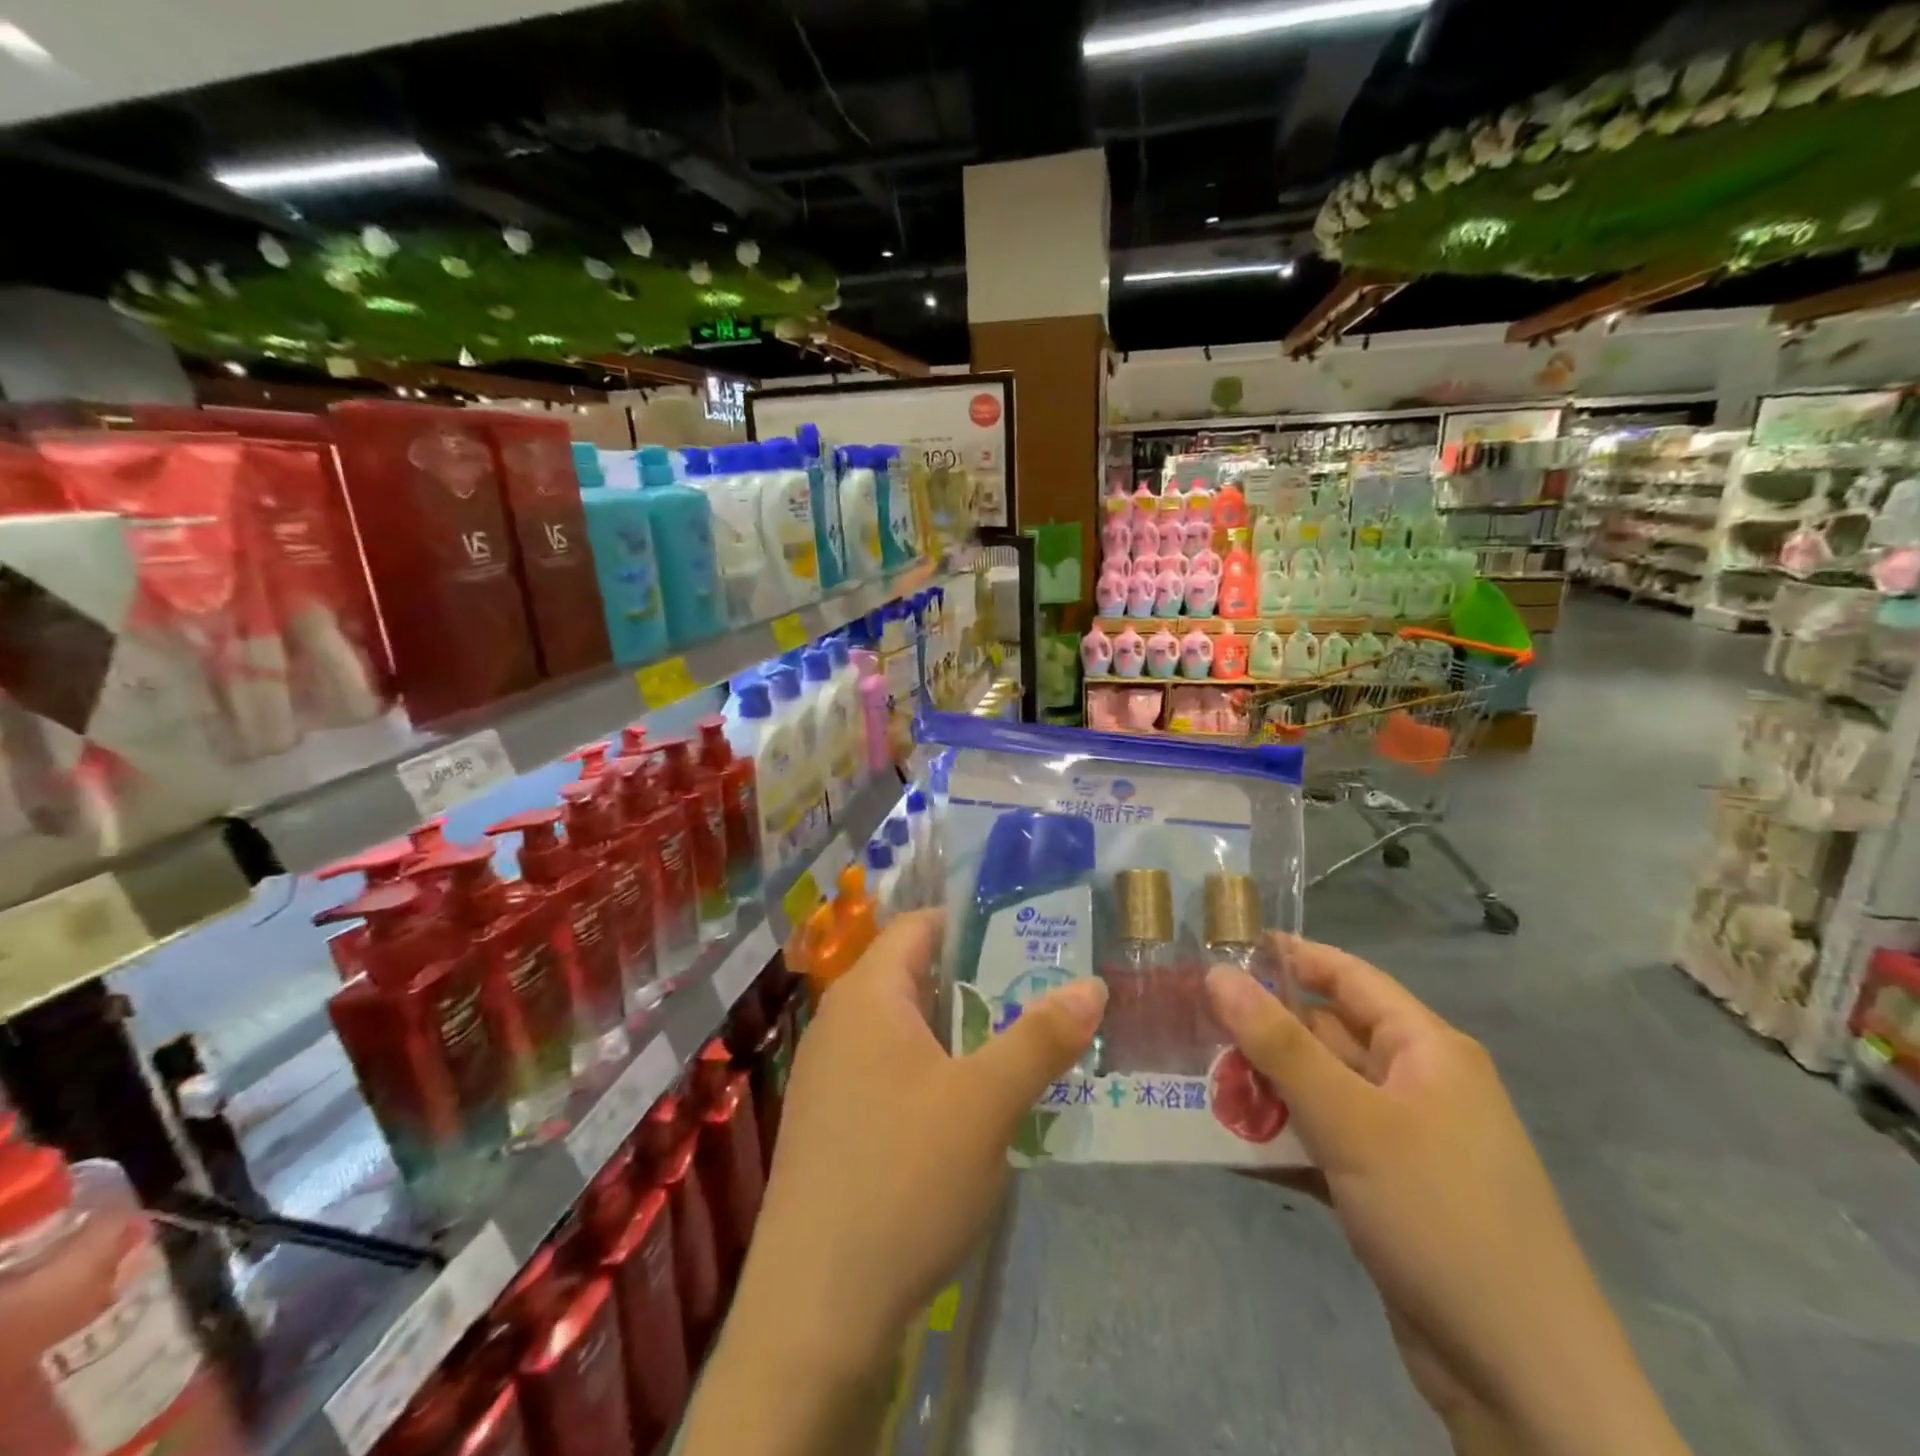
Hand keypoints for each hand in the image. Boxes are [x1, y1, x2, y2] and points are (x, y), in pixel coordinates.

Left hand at [728, 909, 1104, 1373]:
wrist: (814, 1313)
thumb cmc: (903, 1179)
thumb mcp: (987, 1103)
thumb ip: (1040, 1038)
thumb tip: (1093, 984)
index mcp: (867, 996)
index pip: (919, 926)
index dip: (972, 924)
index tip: (1029, 936)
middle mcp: (838, 1023)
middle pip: (914, 976)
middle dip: (978, 982)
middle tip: (1041, 995)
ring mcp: (827, 1076)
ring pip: (904, 1029)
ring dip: (959, 1033)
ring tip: (1019, 1049)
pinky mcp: (829, 1124)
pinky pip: (888, 1072)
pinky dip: (932, 1073)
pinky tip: (971, 1111)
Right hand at [1207, 939, 1686, 1455]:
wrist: (1524, 1382)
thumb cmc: (1440, 1217)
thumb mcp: (1351, 1121)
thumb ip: (1279, 1044)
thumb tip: (1218, 973)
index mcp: (1426, 1050)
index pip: (1348, 977)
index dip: (1289, 956)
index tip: (1222, 946)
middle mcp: (1416, 1085)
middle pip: (1325, 1036)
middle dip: (1260, 1033)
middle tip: (1189, 1024)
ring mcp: (1402, 1142)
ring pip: (1318, 1093)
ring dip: (1262, 1091)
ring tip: (1194, 1083)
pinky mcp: (1387, 1191)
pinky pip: (1322, 1144)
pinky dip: (1280, 1143)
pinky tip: (1227, 1147)